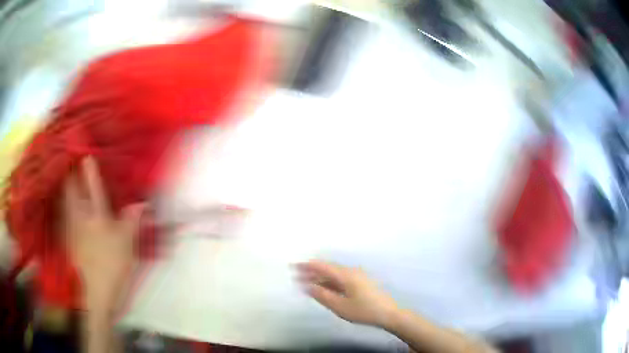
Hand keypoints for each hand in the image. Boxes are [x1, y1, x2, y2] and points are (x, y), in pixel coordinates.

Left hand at [62, 157, 143, 311]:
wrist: (98, 293)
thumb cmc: (113, 266)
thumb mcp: (128, 245)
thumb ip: (132, 221)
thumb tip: (142, 203)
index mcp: (97, 217)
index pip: (93, 187)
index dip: (90, 169)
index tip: (87, 153)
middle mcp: (81, 218)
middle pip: (72, 190)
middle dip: (71, 173)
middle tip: (70, 160)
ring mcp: (72, 229)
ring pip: (64, 201)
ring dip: (64, 187)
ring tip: (64, 175)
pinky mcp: (68, 240)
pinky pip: (62, 216)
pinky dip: (61, 205)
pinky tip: (61, 203)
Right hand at [296, 260, 398, 327]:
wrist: (389, 314)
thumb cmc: (364, 311)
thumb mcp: (340, 306)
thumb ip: (322, 295)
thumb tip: (307, 286)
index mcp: (346, 275)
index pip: (323, 266)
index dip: (307, 266)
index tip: (293, 266)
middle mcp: (351, 272)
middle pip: (328, 269)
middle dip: (311, 271)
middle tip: (296, 275)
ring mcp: (357, 277)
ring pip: (334, 274)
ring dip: (320, 277)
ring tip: (306, 282)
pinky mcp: (360, 283)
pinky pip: (340, 279)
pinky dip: (329, 282)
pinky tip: (323, 288)